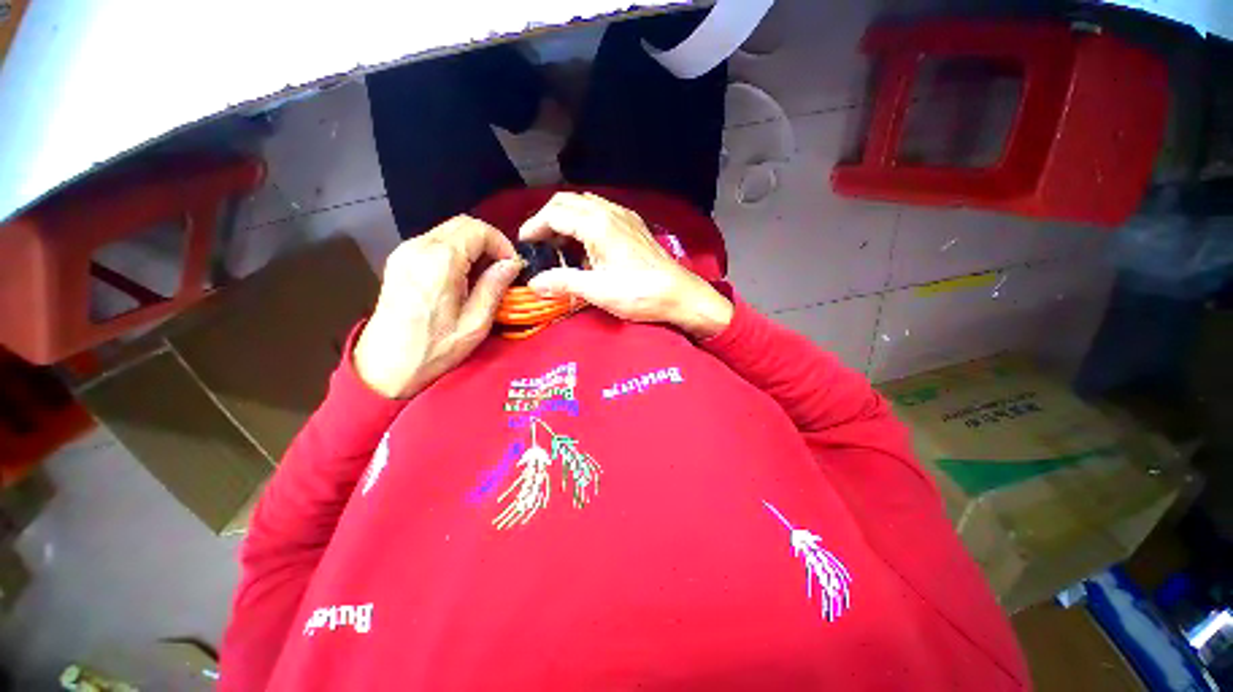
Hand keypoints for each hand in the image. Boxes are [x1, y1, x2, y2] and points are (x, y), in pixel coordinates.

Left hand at [353, 215, 521, 397]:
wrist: (385, 366)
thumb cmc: (435, 349)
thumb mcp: (475, 323)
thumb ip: (494, 287)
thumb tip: (511, 264)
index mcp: (439, 262)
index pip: (478, 230)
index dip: (502, 243)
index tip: (512, 266)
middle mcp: (418, 247)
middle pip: (462, 224)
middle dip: (489, 241)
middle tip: (502, 268)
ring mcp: (405, 252)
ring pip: (448, 231)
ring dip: (472, 246)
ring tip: (485, 274)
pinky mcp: (399, 260)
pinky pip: (435, 242)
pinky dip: (456, 251)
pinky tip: (463, 276)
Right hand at [518, 192, 732, 338]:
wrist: (679, 294)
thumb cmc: (640, 294)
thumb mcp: (598, 291)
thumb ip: (563, 282)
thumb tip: (534, 283)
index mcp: (597, 224)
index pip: (554, 214)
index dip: (534, 227)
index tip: (523, 244)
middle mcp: (609, 211)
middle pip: (567, 203)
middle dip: (547, 220)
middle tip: (538, 245)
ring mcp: (624, 216)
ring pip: (584, 205)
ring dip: (566, 220)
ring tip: (559, 246)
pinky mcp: (633, 225)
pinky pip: (600, 212)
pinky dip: (584, 222)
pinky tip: (586, 245)